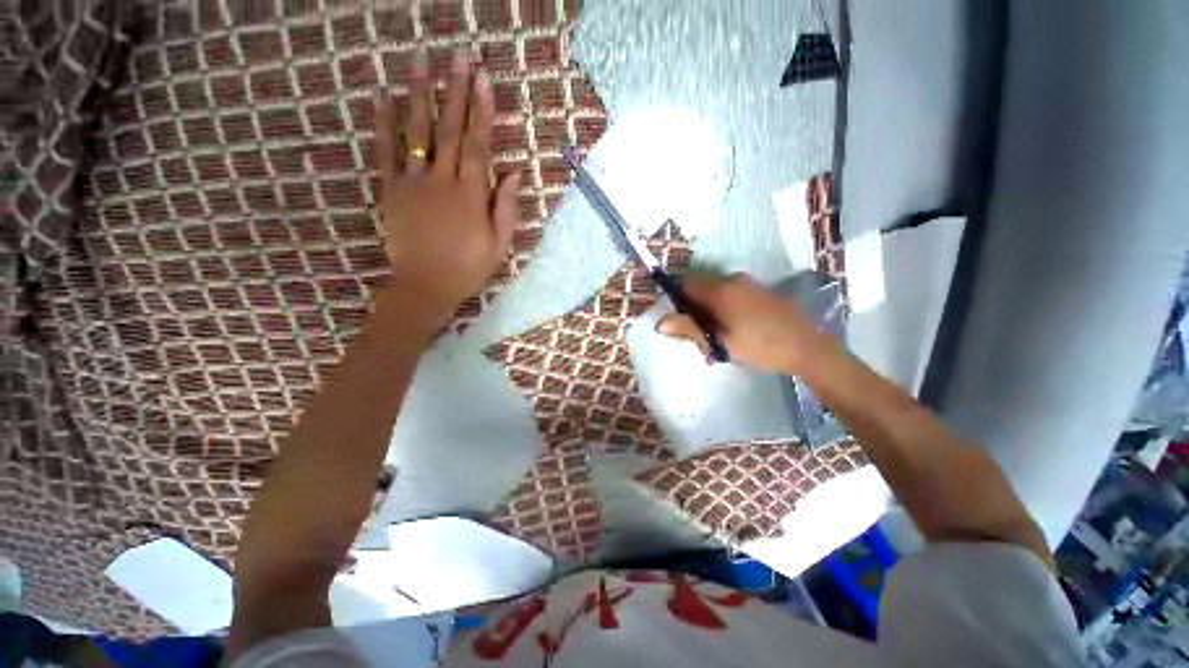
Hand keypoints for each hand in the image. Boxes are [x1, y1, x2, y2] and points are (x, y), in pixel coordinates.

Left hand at [374, 48, 520, 330]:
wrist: (426, 285)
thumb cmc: (469, 267)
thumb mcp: (499, 244)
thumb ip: (506, 207)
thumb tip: (513, 172)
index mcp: (471, 195)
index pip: (478, 144)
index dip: (481, 110)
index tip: (483, 78)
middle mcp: (442, 180)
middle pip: (449, 129)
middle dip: (455, 90)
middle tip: (458, 55)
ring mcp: (413, 182)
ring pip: (416, 131)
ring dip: (419, 93)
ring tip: (421, 60)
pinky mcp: (390, 190)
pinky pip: (384, 151)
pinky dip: (382, 122)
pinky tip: (381, 95)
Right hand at [656, 273, 832, 373]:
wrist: (808, 348)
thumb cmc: (759, 346)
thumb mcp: (720, 342)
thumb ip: (689, 330)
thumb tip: (659, 323)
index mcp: (720, 290)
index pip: (686, 283)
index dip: (677, 300)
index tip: (681, 322)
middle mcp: (733, 280)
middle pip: (700, 290)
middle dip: (695, 312)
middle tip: (702, 339)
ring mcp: (749, 285)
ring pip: (716, 295)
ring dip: (710, 314)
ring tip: (719, 342)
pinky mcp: (761, 292)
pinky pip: (732, 296)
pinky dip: (725, 312)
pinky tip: (735, 333)